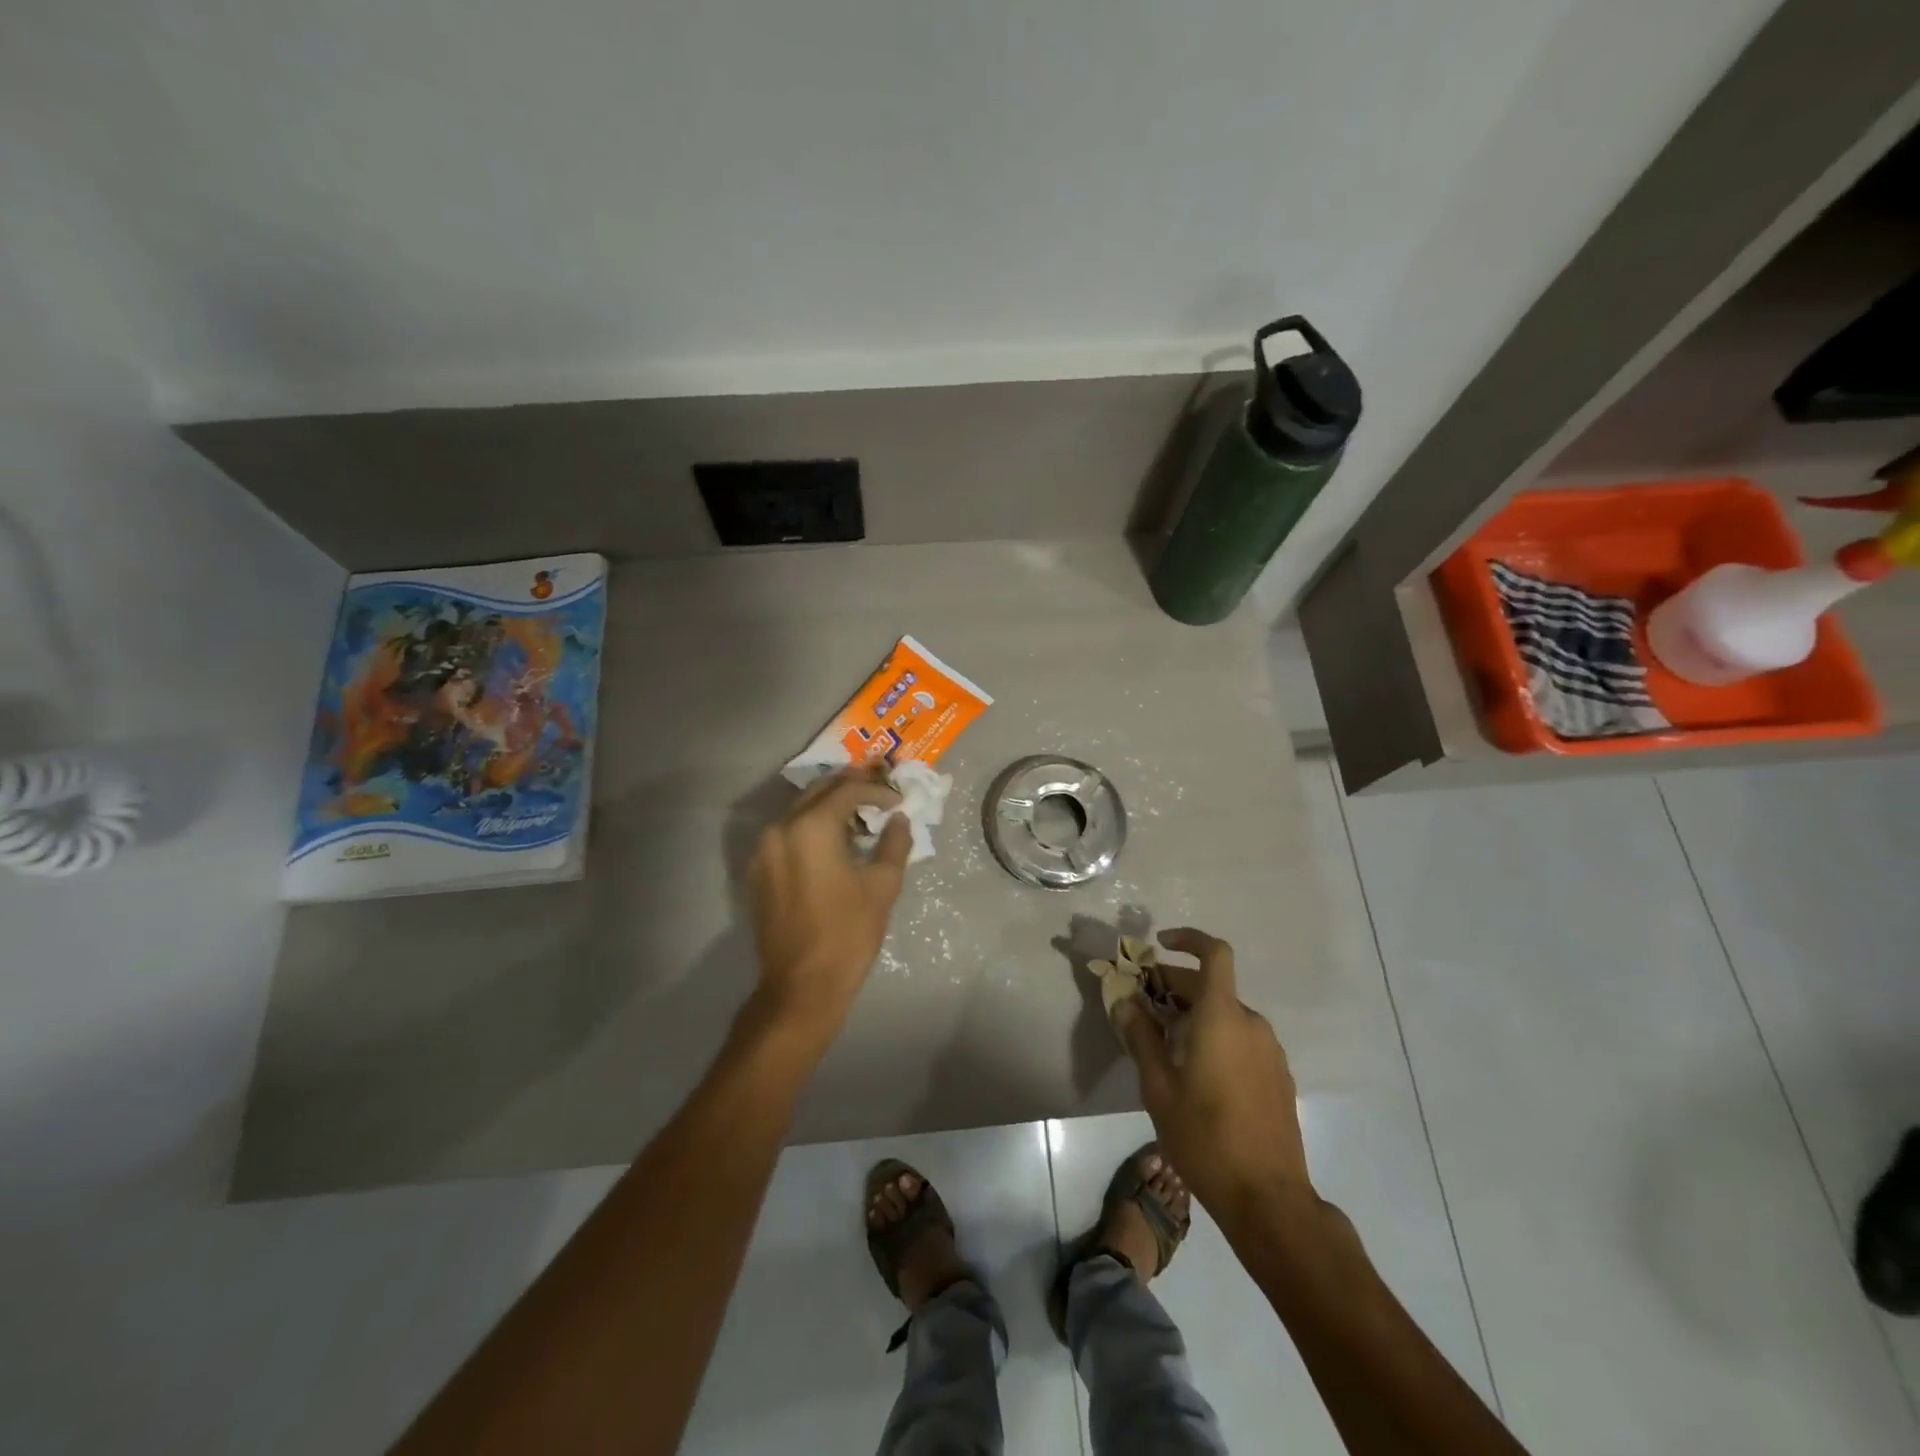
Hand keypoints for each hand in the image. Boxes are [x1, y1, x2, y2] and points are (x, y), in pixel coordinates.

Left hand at [746, 765, 909, 1040]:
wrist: (801, 986)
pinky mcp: (759, 870)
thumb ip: (894, 843)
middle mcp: (781, 828)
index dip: (877, 790)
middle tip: (880, 796)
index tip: (899, 801)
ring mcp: (764, 849)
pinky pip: (788, 833)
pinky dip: (812, 828)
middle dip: (851, 789)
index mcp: (811, 827)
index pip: (847, 790)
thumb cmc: (847, 934)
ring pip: (800, 810)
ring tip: (861, 818)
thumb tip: (899, 819)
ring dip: (831, 807)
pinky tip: (835, 843)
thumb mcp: (882, 886)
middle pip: (819, 792)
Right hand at [1114, 928, 1316, 1231]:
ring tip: (1163, 1042)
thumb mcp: (1158, 1087)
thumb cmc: (1204, 1137)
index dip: (1189, 939)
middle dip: (1175, 985)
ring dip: (1194, 1013)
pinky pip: (1241, 1038)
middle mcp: (1251, 1024)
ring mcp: (1269, 1051)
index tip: (1160, 945)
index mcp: (1222, 1017)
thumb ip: (1141, 1037)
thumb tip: (1125, 1001)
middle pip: (1212, 985)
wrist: (1268, 1198)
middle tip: (1142, 1004)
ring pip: (1226, 1013)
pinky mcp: (1277, 1076)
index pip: (1214, 953)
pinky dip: (1215, 1035)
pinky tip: (1195, 1070)